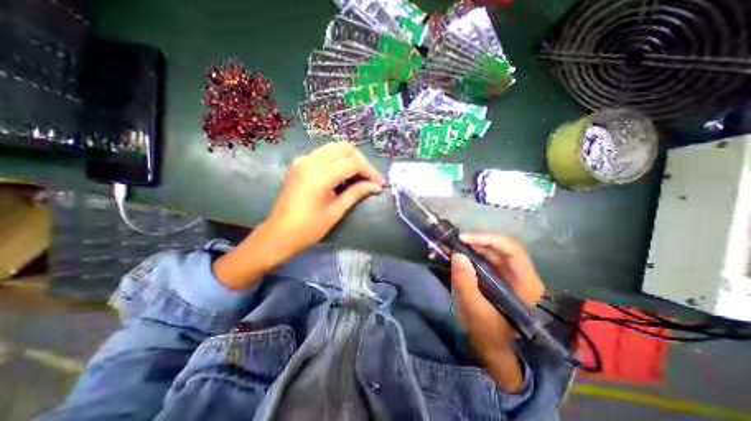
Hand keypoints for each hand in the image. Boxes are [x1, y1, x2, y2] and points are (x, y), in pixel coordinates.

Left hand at [260, 142, 387, 264]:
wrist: (278, 234)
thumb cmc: (308, 228)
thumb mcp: (335, 211)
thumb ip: (356, 193)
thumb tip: (376, 186)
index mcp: (320, 174)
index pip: (353, 163)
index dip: (370, 172)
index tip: (379, 184)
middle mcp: (310, 160)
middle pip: (344, 148)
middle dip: (361, 161)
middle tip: (370, 179)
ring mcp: (303, 160)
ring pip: (334, 148)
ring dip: (350, 159)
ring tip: (359, 177)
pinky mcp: (299, 164)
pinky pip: (323, 154)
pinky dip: (337, 160)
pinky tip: (343, 176)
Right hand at [447, 235, 543, 391]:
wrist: (494, 348)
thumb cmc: (489, 334)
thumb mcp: (475, 311)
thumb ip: (466, 284)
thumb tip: (456, 255)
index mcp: (526, 283)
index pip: (512, 250)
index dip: (488, 238)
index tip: (464, 238)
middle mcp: (520, 274)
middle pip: (500, 247)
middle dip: (476, 240)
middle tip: (453, 240)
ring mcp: (508, 274)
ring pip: (491, 251)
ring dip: (472, 245)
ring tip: (452, 245)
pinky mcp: (497, 276)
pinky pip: (485, 259)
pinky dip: (470, 253)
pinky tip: (457, 254)